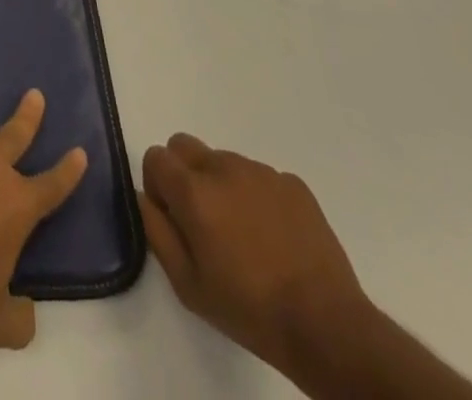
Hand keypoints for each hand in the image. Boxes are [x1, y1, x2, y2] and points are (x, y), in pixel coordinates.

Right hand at [139, 136, 367, 373]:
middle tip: (202, 219)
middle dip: (183, 173)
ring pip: (223, 161)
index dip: (157, 185)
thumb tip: (144, 197)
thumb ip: (155, 231)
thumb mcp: (187, 284)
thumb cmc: (250, 310)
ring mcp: (261, 172)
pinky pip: (260, 177)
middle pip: (184, 146)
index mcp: (193, 190)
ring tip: (244, 233)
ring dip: (222, 185)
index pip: (155, 156)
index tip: (173, 218)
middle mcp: (223, 167)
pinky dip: (257, 196)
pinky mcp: (293, 183)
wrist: (327, 326)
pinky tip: (274, 236)